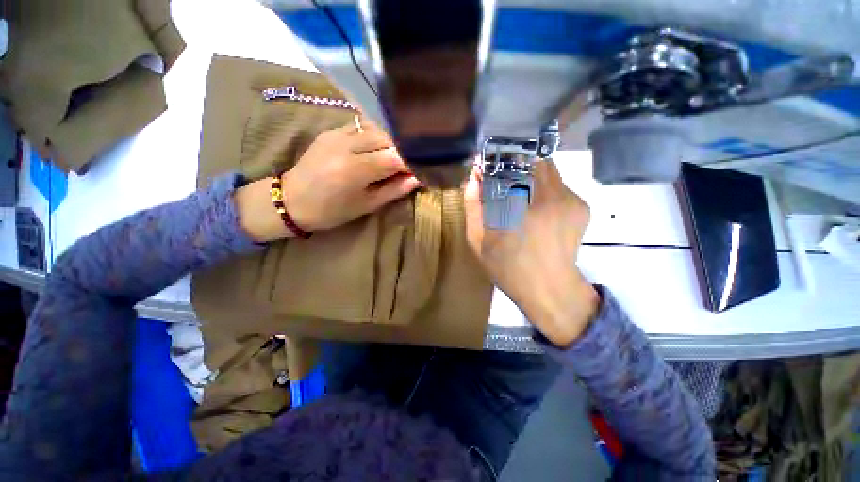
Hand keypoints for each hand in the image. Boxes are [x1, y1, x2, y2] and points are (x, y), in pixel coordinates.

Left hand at [236, 118, 419, 241]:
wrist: (292, 200)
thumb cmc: (332, 211)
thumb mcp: (367, 205)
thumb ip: (394, 190)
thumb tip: (417, 179)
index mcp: (355, 170)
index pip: (395, 157)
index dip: (413, 162)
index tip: (423, 169)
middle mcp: (346, 145)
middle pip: (388, 138)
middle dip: (404, 149)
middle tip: (412, 163)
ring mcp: (337, 133)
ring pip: (376, 128)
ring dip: (392, 140)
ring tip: (398, 154)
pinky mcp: (331, 130)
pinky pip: (362, 126)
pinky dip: (377, 134)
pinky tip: (380, 146)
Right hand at [463, 160, 599, 346]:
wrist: (550, 290)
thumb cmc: (508, 268)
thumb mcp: (479, 242)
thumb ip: (474, 208)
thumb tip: (472, 179)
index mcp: (521, 205)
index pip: (510, 161)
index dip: (497, 158)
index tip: (487, 164)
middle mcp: (550, 195)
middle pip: (532, 159)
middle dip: (515, 164)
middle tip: (502, 180)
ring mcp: (570, 199)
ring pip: (548, 170)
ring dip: (530, 175)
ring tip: (519, 196)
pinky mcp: (582, 206)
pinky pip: (559, 185)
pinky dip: (545, 189)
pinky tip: (537, 210)